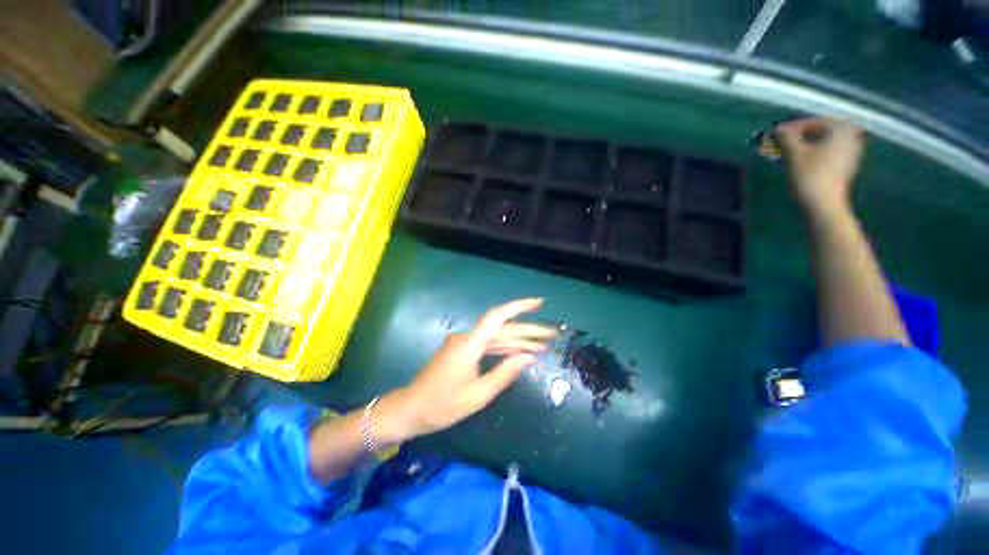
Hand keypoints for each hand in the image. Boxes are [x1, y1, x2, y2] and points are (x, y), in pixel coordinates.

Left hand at [374, 298, 555, 442]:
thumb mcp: (478, 394)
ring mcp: (464, 343)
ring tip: (542, 346)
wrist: (412, 408)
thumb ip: (504, 373)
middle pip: (501, 328)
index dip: (518, 307)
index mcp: (470, 344)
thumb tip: (528, 357)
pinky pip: (488, 345)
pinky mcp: (463, 350)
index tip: (539, 303)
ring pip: (496, 337)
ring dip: (518, 341)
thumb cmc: (443, 405)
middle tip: (551, 335)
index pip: (497, 317)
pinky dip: (504, 348)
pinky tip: (520, 352)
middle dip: (527, 331)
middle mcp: (467, 337)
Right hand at [776, 118, 864, 217]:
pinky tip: (800, 159)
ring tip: (787, 151)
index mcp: (842, 129)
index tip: (776, 133)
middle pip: (820, 131)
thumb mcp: (795, 153)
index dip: (793, 127)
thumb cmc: (810, 175)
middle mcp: (851, 136)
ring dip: (805, 144)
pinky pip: (828, 152)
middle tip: (781, 142)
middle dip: (799, 136)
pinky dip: (813, 153)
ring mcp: (851, 152)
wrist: (824, 204)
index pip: (813, 122)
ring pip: (823, 142)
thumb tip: (778, 128)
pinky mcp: (847, 165)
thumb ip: (787, 137)